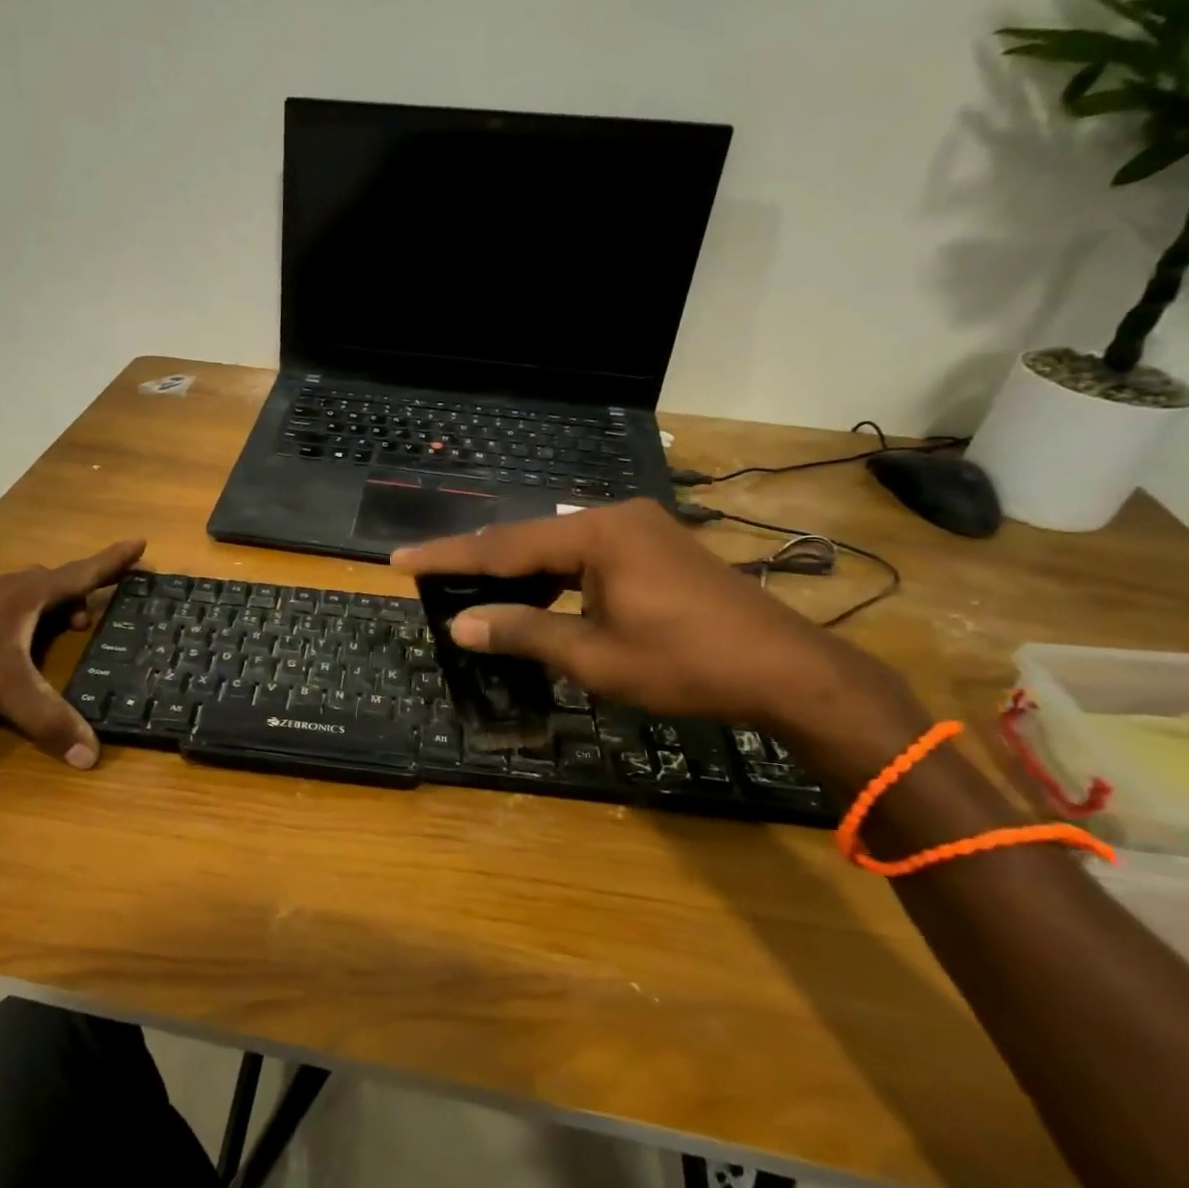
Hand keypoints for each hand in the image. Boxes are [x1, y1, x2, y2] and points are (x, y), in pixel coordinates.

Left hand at [0, 539, 145, 767]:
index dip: (113, 561)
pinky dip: (30, 621)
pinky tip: (22, 647)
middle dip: (86, 589)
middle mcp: (7, 591)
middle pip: (58, 581)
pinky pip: (11, 610)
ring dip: (56, 607)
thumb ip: (48, 719)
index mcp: (27, 594)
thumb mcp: (3, 689)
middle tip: (105, 608)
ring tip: (71, 629)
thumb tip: (92, 755)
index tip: (141, 542)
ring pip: (31, 596)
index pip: (82, 573)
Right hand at [392, 500, 907, 735]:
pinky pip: (587, 556)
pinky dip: (554, 576)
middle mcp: (615, 517)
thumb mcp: (595, 656)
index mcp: (597, 534)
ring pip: (558, 547)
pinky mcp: (657, 547)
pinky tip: (536, 594)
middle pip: (529, 539)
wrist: (788, 670)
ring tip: (472, 588)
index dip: (448, 556)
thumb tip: (460, 625)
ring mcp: (641, 529)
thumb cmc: (686, 664)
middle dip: (479, 561)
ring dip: (517, 571)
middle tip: (430, 576)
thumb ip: (523, 633)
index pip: (504, 545)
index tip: (400, 560)